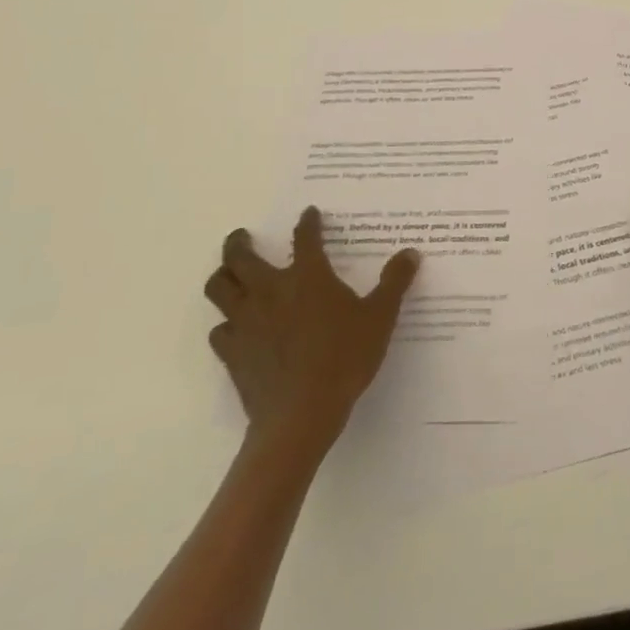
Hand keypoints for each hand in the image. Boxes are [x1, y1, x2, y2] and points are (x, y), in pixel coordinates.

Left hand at [203, 207, 419, 450]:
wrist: (301, 416)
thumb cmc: (344, 359)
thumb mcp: (380, 318)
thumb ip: (394, 283)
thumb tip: (410, 253)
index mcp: (308, 276)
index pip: (305, 237)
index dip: (308, 222)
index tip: (309, 213)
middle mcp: (271, 290)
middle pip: (240, 256)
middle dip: (239, 242)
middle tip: (243, 237)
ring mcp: (246, 321)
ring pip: (218, 288)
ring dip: (223, 277)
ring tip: (230, 275)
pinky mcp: (232, 352)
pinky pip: (219, 330)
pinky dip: (225, 324)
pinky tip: (236, 329)